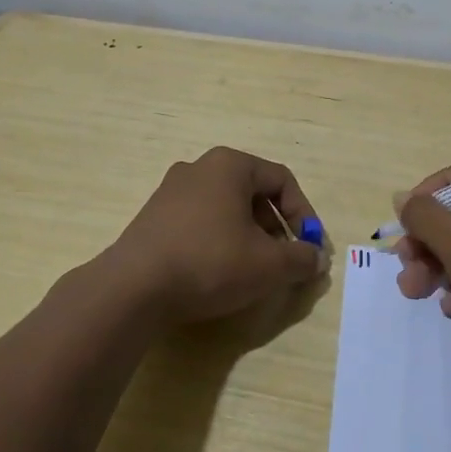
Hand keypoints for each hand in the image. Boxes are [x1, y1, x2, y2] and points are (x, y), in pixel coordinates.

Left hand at [104, 147, 326, 323]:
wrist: (134, 287)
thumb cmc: (210, 262)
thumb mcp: (268, 265)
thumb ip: (301, 258)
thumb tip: (316, 258)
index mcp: (229, 165)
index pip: (282, 180)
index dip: (304, 214)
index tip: (310, 248)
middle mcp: (199, 167)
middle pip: (253, 192)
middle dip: (276, 227)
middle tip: (283, 260)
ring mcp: (171, 191)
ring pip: (225, 208)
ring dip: (248, 236)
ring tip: (252, 270)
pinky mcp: (153, 216)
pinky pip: (199, 221)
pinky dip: (219, 240)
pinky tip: (217, 272)